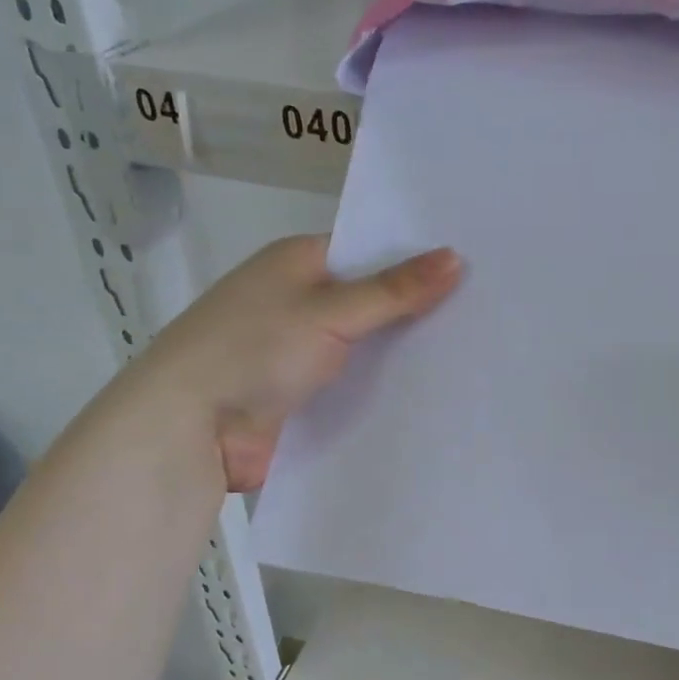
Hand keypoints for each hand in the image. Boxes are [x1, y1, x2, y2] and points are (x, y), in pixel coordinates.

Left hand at [139, 235, 460, 492]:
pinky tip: (435, 394)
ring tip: (476, 352)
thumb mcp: (328, 311)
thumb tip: (456, 258)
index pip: (367, 250)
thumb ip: (393, 291)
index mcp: (297, 264)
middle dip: (417, 309)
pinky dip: (384, 390)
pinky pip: (353, 387)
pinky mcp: (304, 398)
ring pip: (365, 348)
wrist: (189, 429)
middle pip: (369, 301)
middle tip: (489, 311)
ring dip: (403, 354)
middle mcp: (299, 303)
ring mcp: (300, 353)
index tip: (472, 264)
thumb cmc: (253, 349)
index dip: (415, 257)